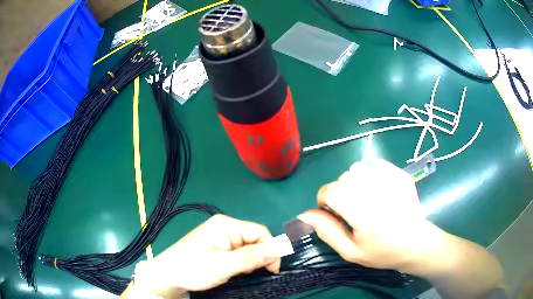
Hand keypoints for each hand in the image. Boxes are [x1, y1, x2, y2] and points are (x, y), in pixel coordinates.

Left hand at [143, 214, 280, 295]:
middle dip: (260, 255)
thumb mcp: (224, 265)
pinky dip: (242, 261)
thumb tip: (279, 249)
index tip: (273, 269)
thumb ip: (252, 257)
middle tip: (254, 272)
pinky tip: (236, 269)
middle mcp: (224, 226)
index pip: (259, 231)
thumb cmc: (193, 269)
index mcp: (225, 225)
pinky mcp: (216, 245)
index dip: (271, 249)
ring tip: (242, 272)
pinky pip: (238, 251)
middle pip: (254, 238)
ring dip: (251, 260)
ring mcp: (219, 236)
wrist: (168, 276)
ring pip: (247, 246)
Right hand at [298, 159, 442, 271]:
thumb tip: (305, 214)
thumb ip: (327, 231)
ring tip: (363, 197)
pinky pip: (375, 163)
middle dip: (339, 191)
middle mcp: (379, 195)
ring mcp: (393, 182)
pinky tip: (376, 189)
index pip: (332, 191)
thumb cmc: (382, 252)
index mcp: (366, 217)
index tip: (330, 210)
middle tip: (349, 208)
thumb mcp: (350, 252)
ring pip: (358, 167)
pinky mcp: (401, 175)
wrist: (415, 243)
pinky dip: (369, 174)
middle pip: (344, 177)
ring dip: (354, 181)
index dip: (324, 198)